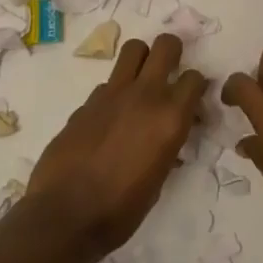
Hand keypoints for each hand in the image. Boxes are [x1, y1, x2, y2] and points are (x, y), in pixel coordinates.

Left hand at [28, 33, 207, 252]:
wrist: (65, 217)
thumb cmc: (122, 210)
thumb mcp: (159, 179)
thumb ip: (168, 145)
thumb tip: (169, 136)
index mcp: (171, 117)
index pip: (195, 79)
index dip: (197, 86)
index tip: (193, 99)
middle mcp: (145, 95)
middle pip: (166, 46)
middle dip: (173, 51)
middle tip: (170, 69)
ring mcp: (112, 94)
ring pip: (134, 50)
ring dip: (142, 59)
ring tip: (140, 80)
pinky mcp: (86, 102)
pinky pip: (108, 83)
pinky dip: (115, 93)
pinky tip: (109, 118)